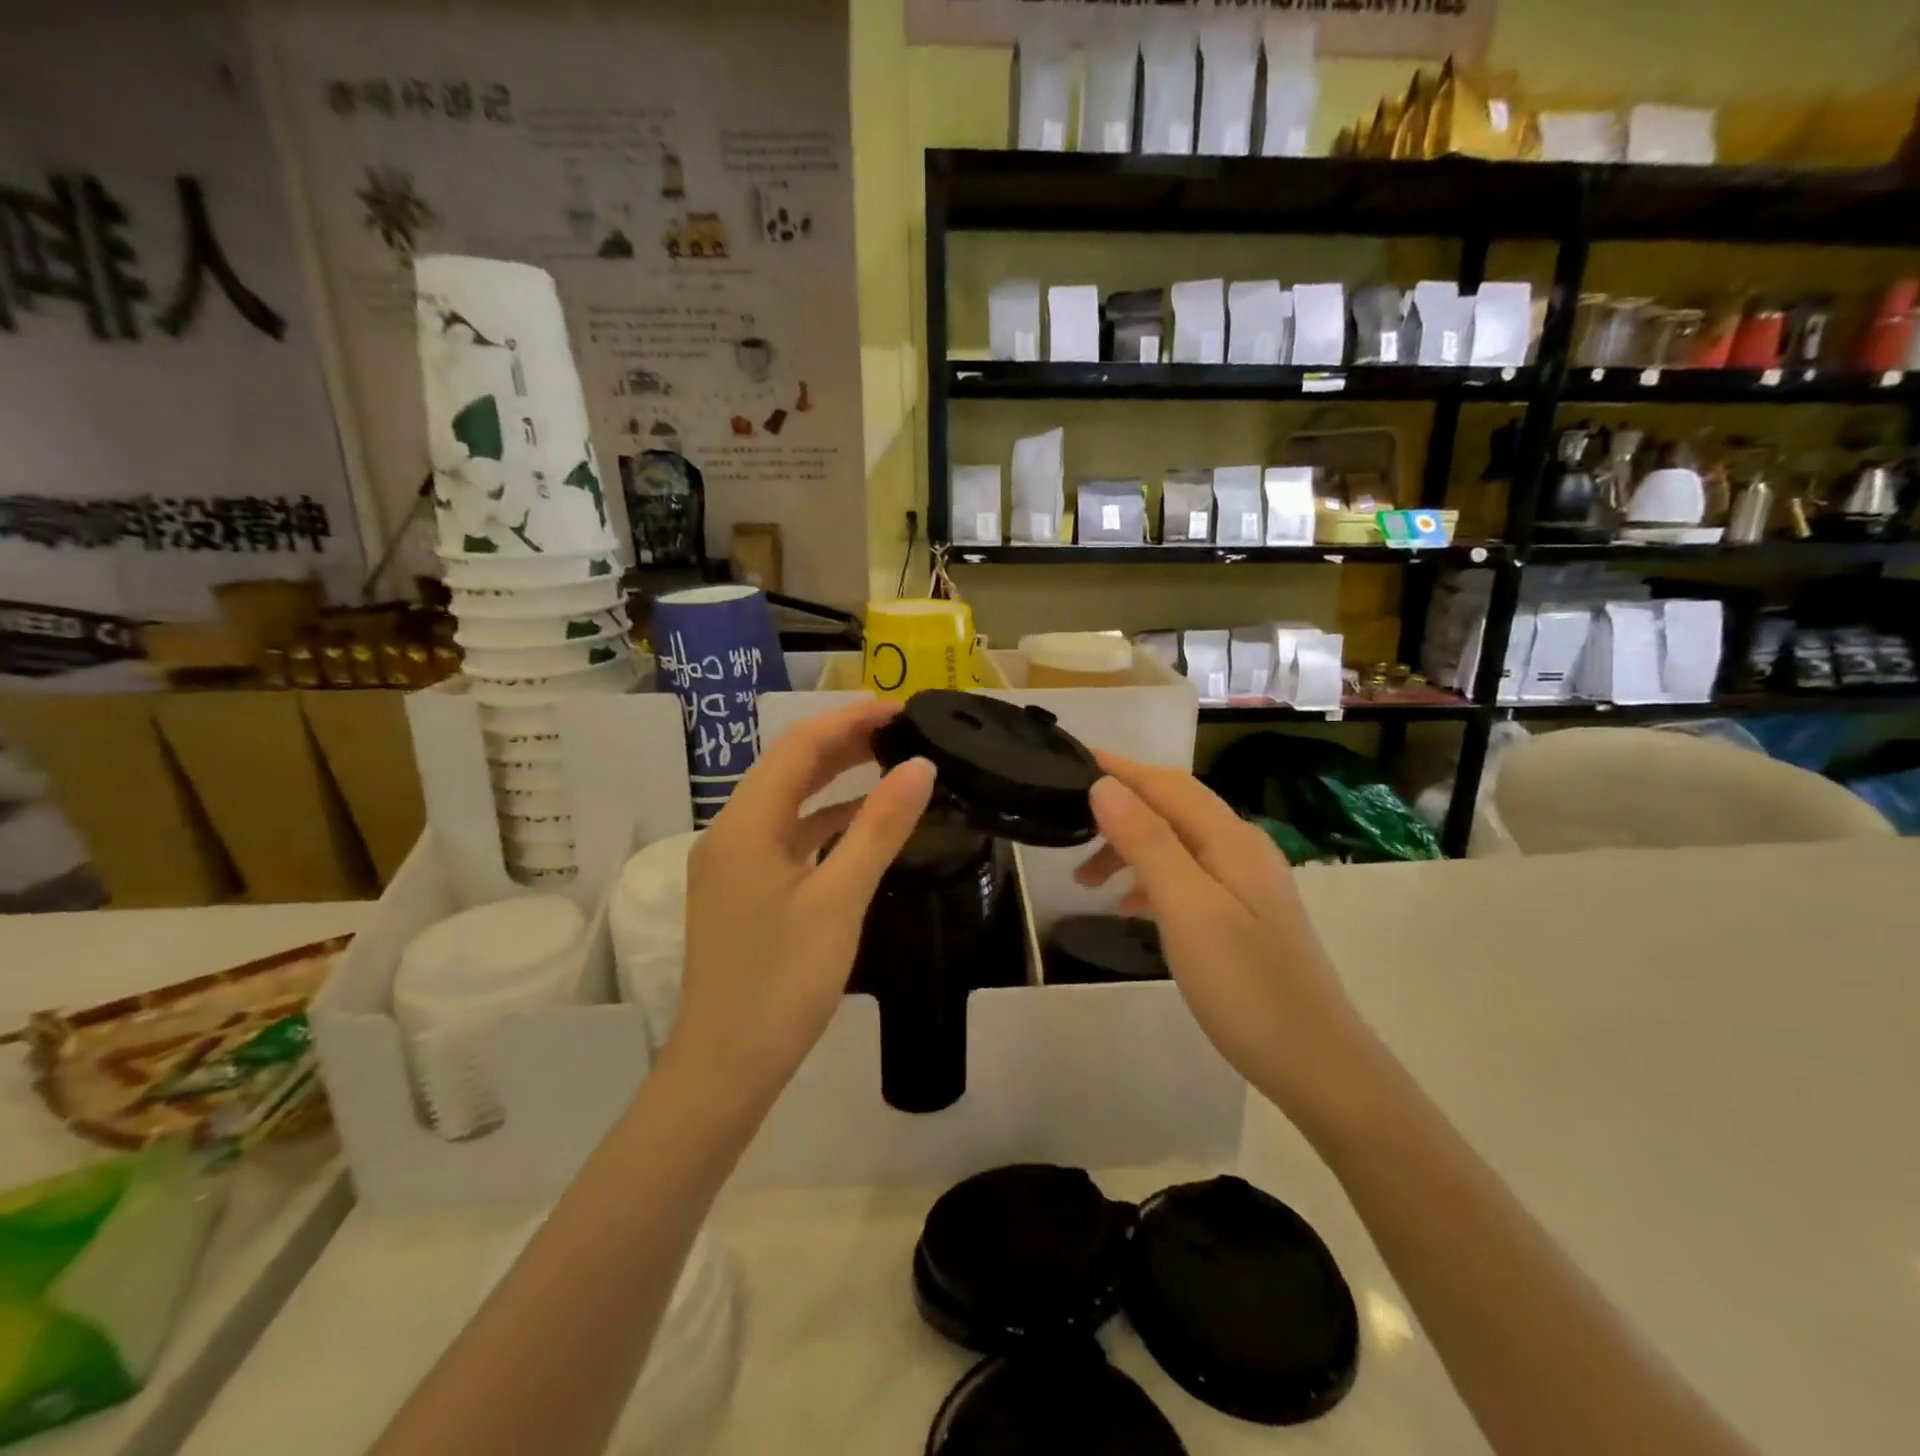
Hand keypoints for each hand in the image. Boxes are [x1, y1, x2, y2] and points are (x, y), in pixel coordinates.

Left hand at [667, 698, 934, 1118]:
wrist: (726, 1066)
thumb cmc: (782, 981)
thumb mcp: (839, 899)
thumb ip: (879, 827)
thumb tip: (919, 766)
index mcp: (745, 824)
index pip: (799, 746)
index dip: (850, 719)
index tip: (901, 709)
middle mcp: (731, 832)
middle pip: (789, 767)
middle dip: (843, 742)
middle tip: (900, 729)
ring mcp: (734, 863)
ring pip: (787, 801)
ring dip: (833, 779)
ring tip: (887, 762)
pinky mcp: (744, 890)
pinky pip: (786, 836)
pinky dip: (823, 821)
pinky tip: (859, 823)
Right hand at [1074, 753, 1368, 1122]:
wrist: (1316, 1064)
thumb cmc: (1245, 985)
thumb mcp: (1188, 909)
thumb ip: (1148, 843)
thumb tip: (1106, 786)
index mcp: (1231, 840)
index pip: (1168, 784)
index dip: (1121, 768)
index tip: (1072, 759)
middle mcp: (1242, 849)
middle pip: (1172, 809)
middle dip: (1119, 812)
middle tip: (1068, 834)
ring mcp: (1246, 884)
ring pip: (1176, 845)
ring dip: (1130, 849)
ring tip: (1086, 882)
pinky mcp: (1243, 915)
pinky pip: (1187, 877)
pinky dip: (1151, 879)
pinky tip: (1130, 907)